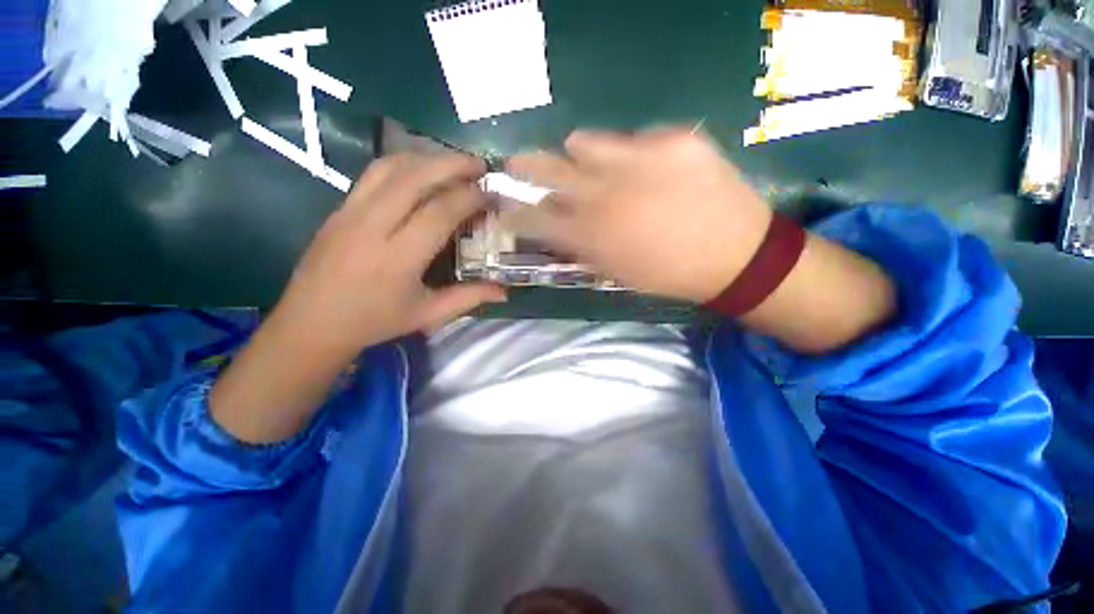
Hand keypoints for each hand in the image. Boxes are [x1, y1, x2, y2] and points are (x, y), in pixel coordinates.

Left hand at [210, 152, 503, 442]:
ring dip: (427, 158)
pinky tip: (420, 171)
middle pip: (415, 177)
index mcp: (398, 258)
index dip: (470, 197)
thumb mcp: (428, 315)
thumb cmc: (375, 322)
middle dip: (452, 164)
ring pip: (390, 167)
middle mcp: (373, 226)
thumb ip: (469, 298)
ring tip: (453, 164)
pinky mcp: (339, 208)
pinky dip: (403, 164)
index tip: (491, 194)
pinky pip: (373, 174)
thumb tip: (504, 292)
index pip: (440, 212)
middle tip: (480, 165)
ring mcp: (350, 212)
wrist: (311, 323)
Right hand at [508, 128, 895, 353]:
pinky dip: (633, 154)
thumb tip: (552, 221)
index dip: (513, 209)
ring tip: (601, 169)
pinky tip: (653, 172)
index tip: (503, 203)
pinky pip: (636, 137)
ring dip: (582, 156)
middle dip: (525, 167)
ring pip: (584, 141)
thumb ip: (577, 245)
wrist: (736, 257)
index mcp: (591, 236)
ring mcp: (641, 161)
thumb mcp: (613, 270)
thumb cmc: (667, 273)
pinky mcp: (676, 140)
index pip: (532, 217)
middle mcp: (605, 195)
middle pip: (545, 168)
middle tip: (518, 165)